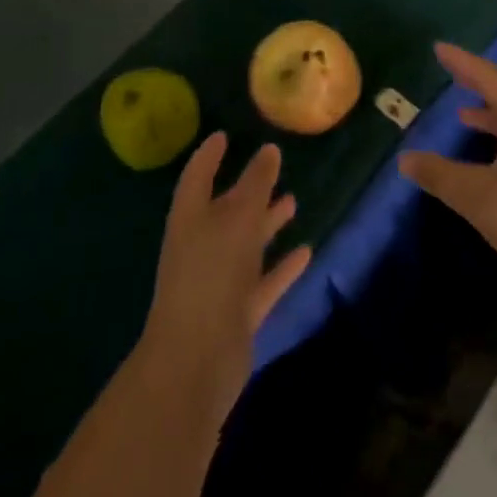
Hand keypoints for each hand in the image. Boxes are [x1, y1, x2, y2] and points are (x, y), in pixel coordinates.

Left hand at [136, 134, 310, 424]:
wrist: (196, 361)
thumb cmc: (210, 274)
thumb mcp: (237, 219)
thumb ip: (256, 185)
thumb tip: (270, 149)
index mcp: (191, 217)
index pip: (198, 175)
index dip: (210, 155)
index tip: (224, 135)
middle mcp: (203, 244)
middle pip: (227, 209)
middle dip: (248, 189)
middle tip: (273, 165)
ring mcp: (220, 281)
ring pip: (247, 243)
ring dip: (268, 223)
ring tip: (293, 201)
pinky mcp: (238, 312)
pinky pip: (264, 281)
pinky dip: (282, 266)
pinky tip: (305, 251)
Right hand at [399, 43, 496, 302]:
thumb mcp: (478, 198)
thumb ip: (439, 175)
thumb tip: (406, 159)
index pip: (490, 78)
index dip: (463, 63)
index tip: (440, 49)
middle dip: (479, 83)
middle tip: (453, 74)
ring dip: (492, 113)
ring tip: (465, 115)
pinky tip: (495, 159)